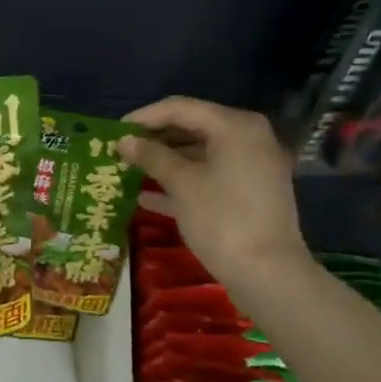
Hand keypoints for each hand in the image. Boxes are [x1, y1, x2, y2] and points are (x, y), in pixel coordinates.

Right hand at [116, 97, 305, 285]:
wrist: (268, 273)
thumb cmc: (222, 219)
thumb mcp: (182, 184)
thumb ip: (151, 156)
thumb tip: (123, 141)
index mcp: (234, 127)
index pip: (180, 108)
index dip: (144, 117)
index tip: (113, 131)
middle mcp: (247, 138)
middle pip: (191, 128)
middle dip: (154, 139)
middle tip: (120, 150)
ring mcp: (250, 167)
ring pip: (199, 154)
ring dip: (164, 161)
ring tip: (128, 170)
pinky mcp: (248, 193)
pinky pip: (209, 176)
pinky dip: (181, 182)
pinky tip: (147, 196)